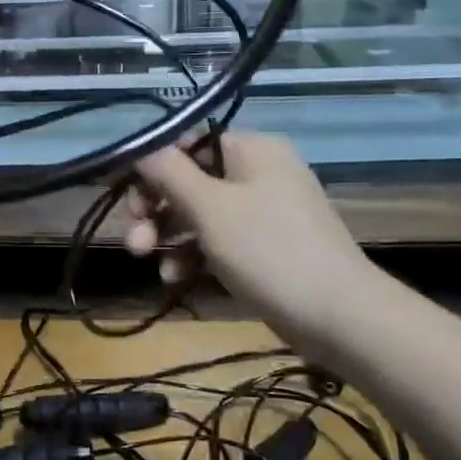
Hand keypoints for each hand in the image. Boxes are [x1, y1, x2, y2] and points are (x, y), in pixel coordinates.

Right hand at [119, 134, 376, 346]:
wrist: (338, 315)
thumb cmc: (268, 250)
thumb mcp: (210, 207)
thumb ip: (168, 172)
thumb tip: (139, 145)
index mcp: (252, 150)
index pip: (188, 143)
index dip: (151, 167)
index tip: (122, 196)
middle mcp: (258, 172)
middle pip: (189, 180)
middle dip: (155, 209)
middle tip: (135, 239)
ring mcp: (263, 212)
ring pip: (199, 214)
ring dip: (168, 236)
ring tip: (147, 262)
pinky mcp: (264, 247)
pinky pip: (218, 241)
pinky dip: (194, 255)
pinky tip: (175, 279)